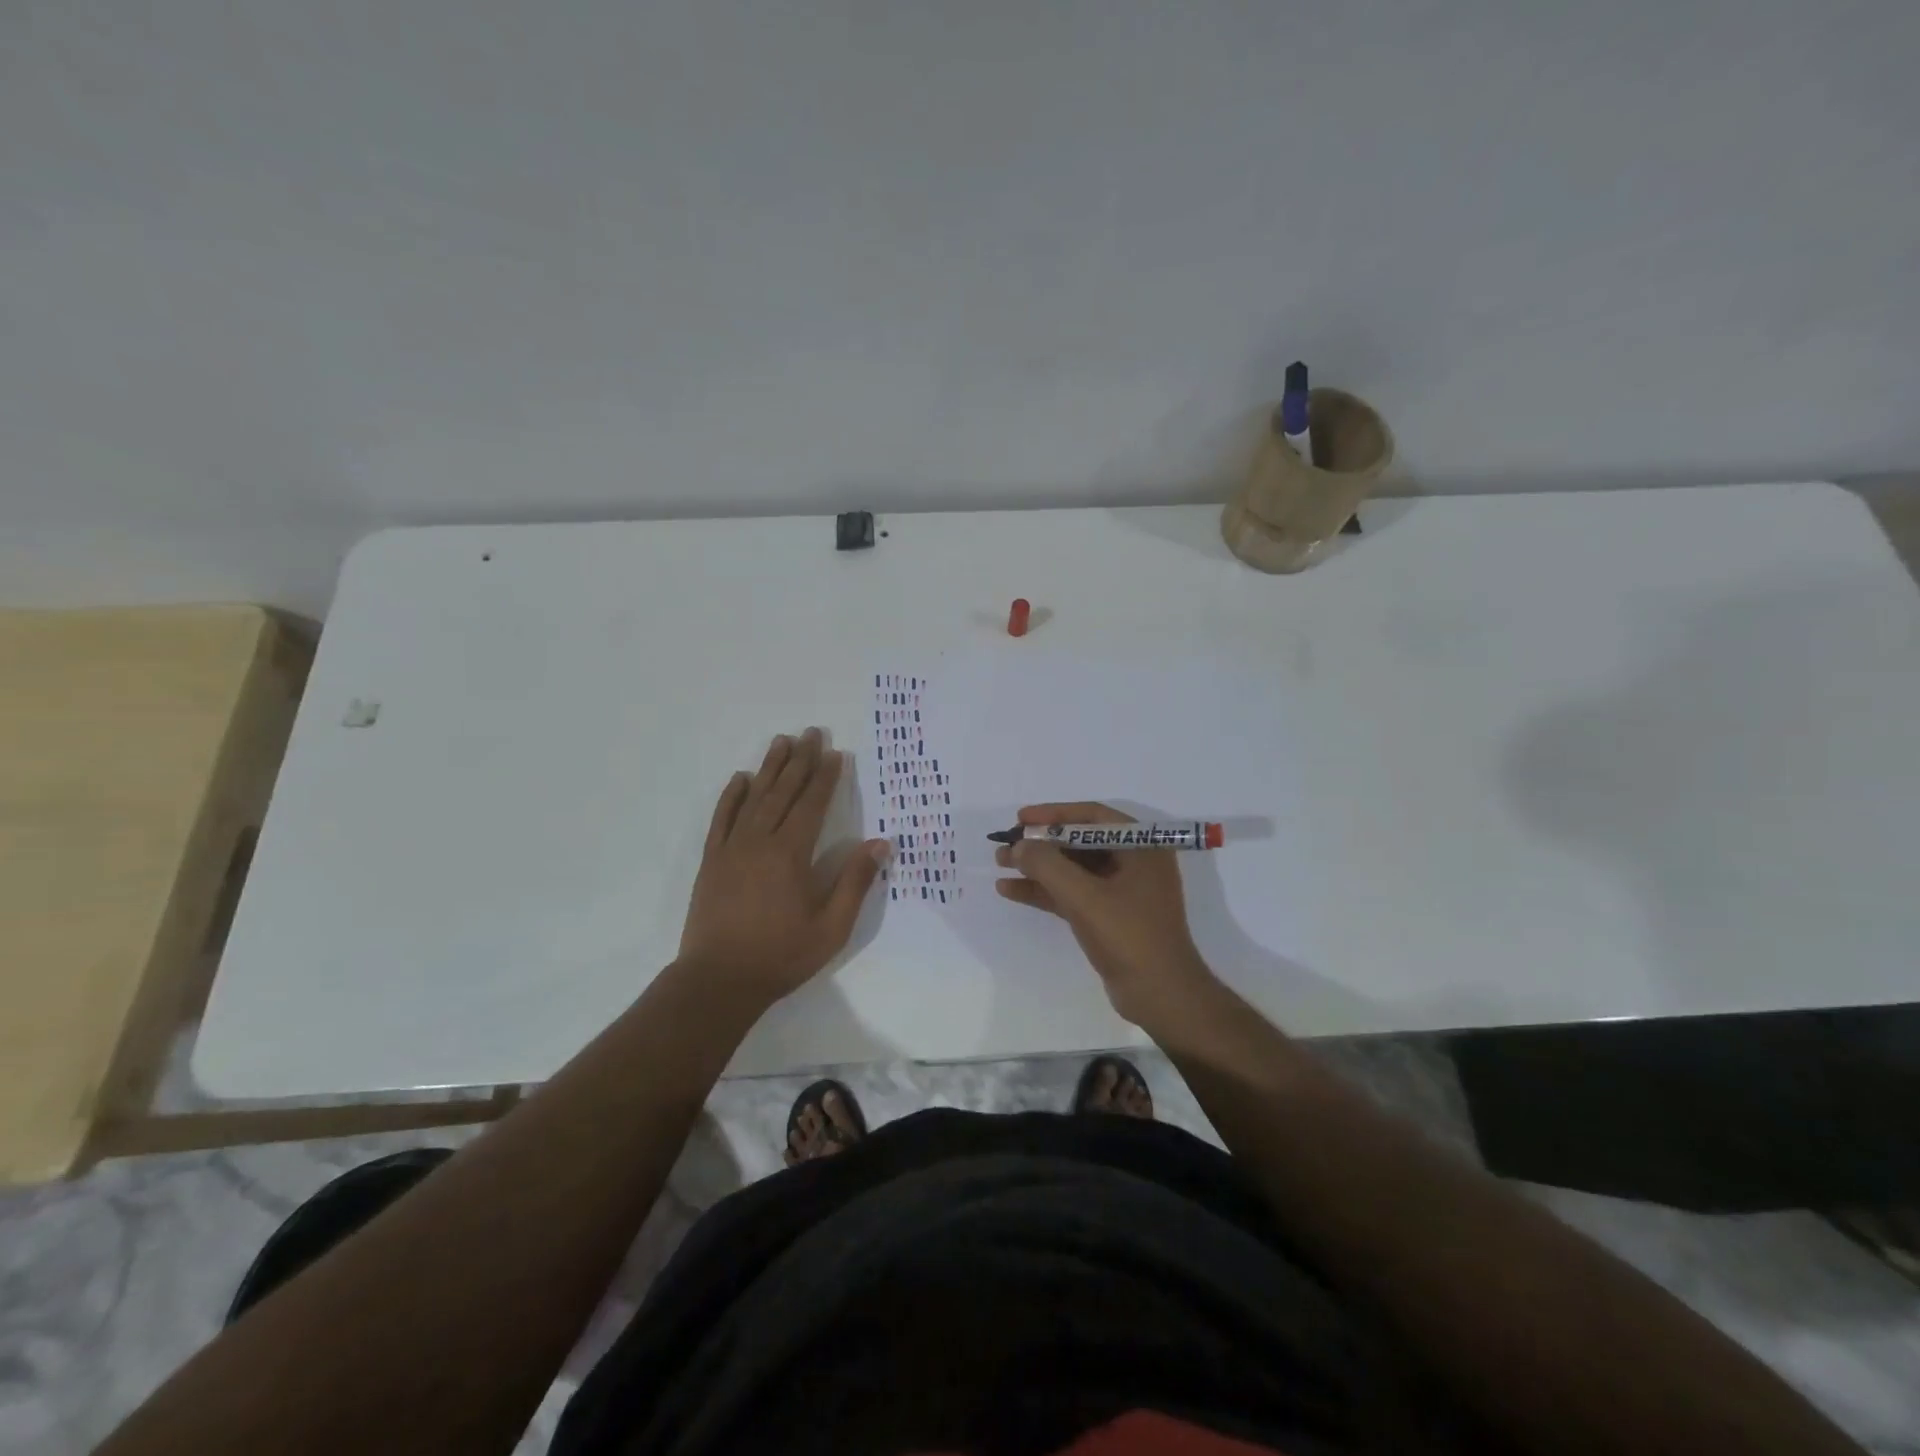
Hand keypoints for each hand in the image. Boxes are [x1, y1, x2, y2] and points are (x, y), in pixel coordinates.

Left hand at [679, 728, 889, 1009]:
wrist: (718, 980)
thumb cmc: (781, 955)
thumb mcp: (831, 927)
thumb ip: (854, 882)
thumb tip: (880, 843)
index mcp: (791, 854)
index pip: (812, 805)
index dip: (825, 777)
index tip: (835, 753)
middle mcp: (760, 841)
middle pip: (783, 792)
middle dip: (800, 761)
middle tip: (811, 732)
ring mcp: (731, 849)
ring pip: (754, 798)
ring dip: (769, 768)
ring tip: (781, 741)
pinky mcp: (711, 861)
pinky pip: (722, 818)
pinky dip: (731, 795)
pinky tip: (740, 778)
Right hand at [995, 802, 1215, 1025]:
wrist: (1161, 996)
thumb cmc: (1129, 936)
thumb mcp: (1084, 896)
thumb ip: (1047, 865)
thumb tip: (1018, 846)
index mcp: (1142, 847)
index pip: (1092, 816)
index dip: (1054, 815)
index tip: (1020, 819)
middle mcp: (1135, 862)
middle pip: (1079, 842)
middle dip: (1041, 844)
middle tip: (1006, 844)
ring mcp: (1123, 891)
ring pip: (1073, 870)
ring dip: (1038, 868)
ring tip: (1000, 865)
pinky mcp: (1110, 916)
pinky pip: (1073, 894)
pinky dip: (1045, 891)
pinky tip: (1011, 890)